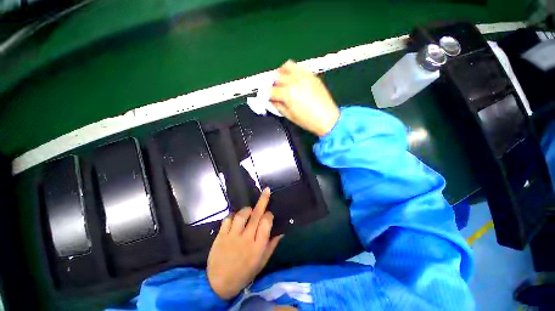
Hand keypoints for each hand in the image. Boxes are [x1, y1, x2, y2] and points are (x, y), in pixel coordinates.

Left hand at [207, 188, 283, 299]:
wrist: (218, 284)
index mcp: (257, 247)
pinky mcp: (221, 235)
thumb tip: (281, 231)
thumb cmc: (244, 273)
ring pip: (241, 214)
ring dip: (247, 210)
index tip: (269, 214)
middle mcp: (246, 239)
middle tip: (266, 191)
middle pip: (256, 215)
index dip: (269, 215)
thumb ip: (271, 246)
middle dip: (263, 201)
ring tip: (249, 211)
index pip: (266, 223)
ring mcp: (232, 236)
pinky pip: (228, 218)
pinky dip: (233, 216)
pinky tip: (235, 219)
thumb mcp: (261, 263)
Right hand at [270, 60, 339, 136]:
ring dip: (281, 72)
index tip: (265, 97)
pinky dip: (293, 71)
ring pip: (287, 66)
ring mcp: (304, 76)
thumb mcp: (289, 116)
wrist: (327, 118)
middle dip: (272, 83)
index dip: (265, 94)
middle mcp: (295, 81)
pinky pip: (299, 67)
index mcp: (288, 94)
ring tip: (282, 81)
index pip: (270, 90)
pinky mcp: (312, 75)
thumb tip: (271, 99)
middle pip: (276, 75)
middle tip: (273, 90)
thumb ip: (277, 105)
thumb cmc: (308, 121)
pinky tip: (293, 79)